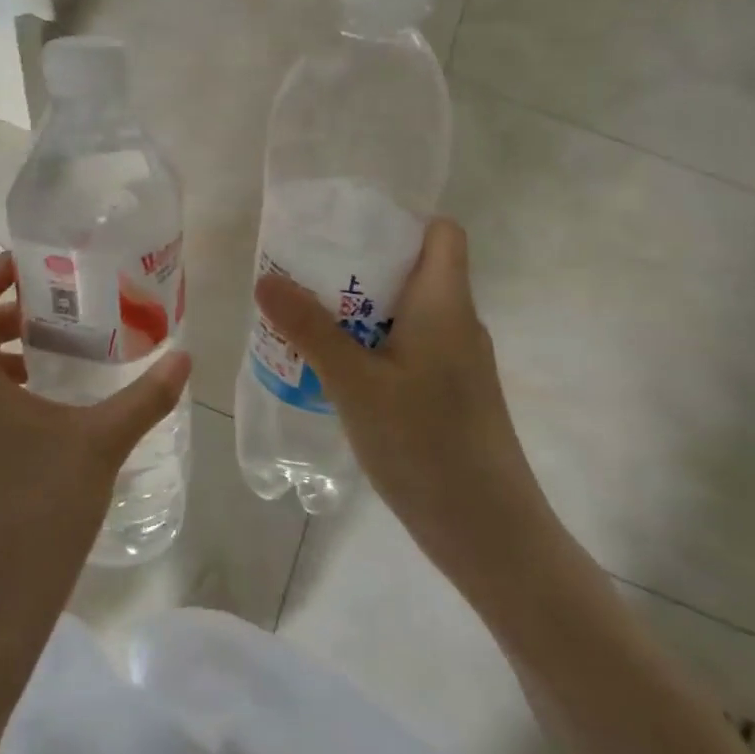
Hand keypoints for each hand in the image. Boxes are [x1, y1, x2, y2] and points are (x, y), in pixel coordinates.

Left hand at [0, 253, 190, 642]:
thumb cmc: (40, 509)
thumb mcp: (101, 443)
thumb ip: (146, 397)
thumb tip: (185, 360)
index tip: (44, 264)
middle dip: (15, 307)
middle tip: (69, 303)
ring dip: (12, 346)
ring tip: (67, 348)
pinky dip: (7, 382)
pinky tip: (54, 404)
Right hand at [254, 218, 555, 585]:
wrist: (488, 532)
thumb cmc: (425, 444)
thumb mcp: (355, 383)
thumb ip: (311, 330)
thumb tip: (266, 279)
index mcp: (445, 303)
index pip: (442, 233)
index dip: (400, 221)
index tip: (346, 229)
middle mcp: (457, 323)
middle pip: (414, 269)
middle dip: (360, 265)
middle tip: (304, 272)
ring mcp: (456, 362)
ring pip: (407, 313)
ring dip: (360, 308)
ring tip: (306, 315)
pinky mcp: (448, 394)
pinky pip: (407, 348)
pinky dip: (372, 344)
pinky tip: (334, 368)